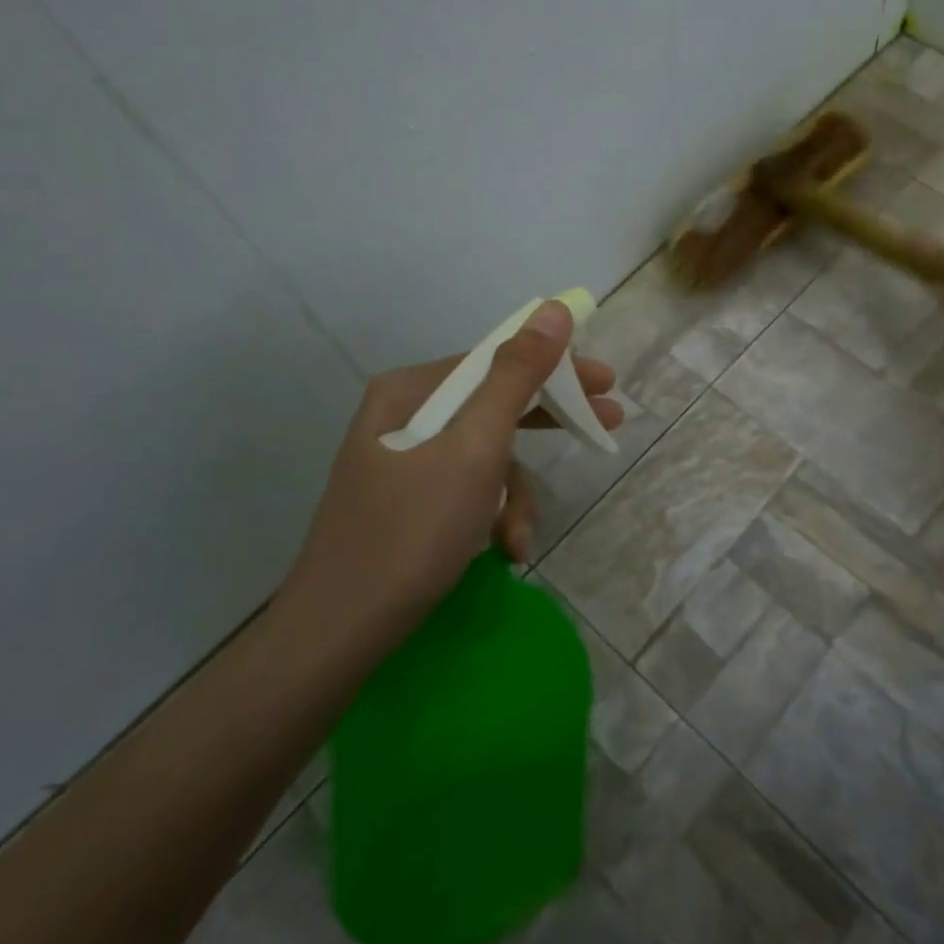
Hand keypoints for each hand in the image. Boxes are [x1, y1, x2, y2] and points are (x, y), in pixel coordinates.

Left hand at [274, 301, 622, 650]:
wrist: (337, 634)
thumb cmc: (413, 532)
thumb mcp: (476, 449)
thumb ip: (517, 376)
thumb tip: (553, 309)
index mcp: (410, 390)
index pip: (498, 360)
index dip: (557, 370)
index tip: (607, 384)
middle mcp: (403, 415)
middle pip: (494, 405)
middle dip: (547, 426)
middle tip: (604, 427)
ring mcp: (401, 461)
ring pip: (484, 455)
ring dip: (513, 495)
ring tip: (521, 538)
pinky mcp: (405, 501)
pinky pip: (465, 488)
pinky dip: (489, 515)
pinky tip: (501, 550)